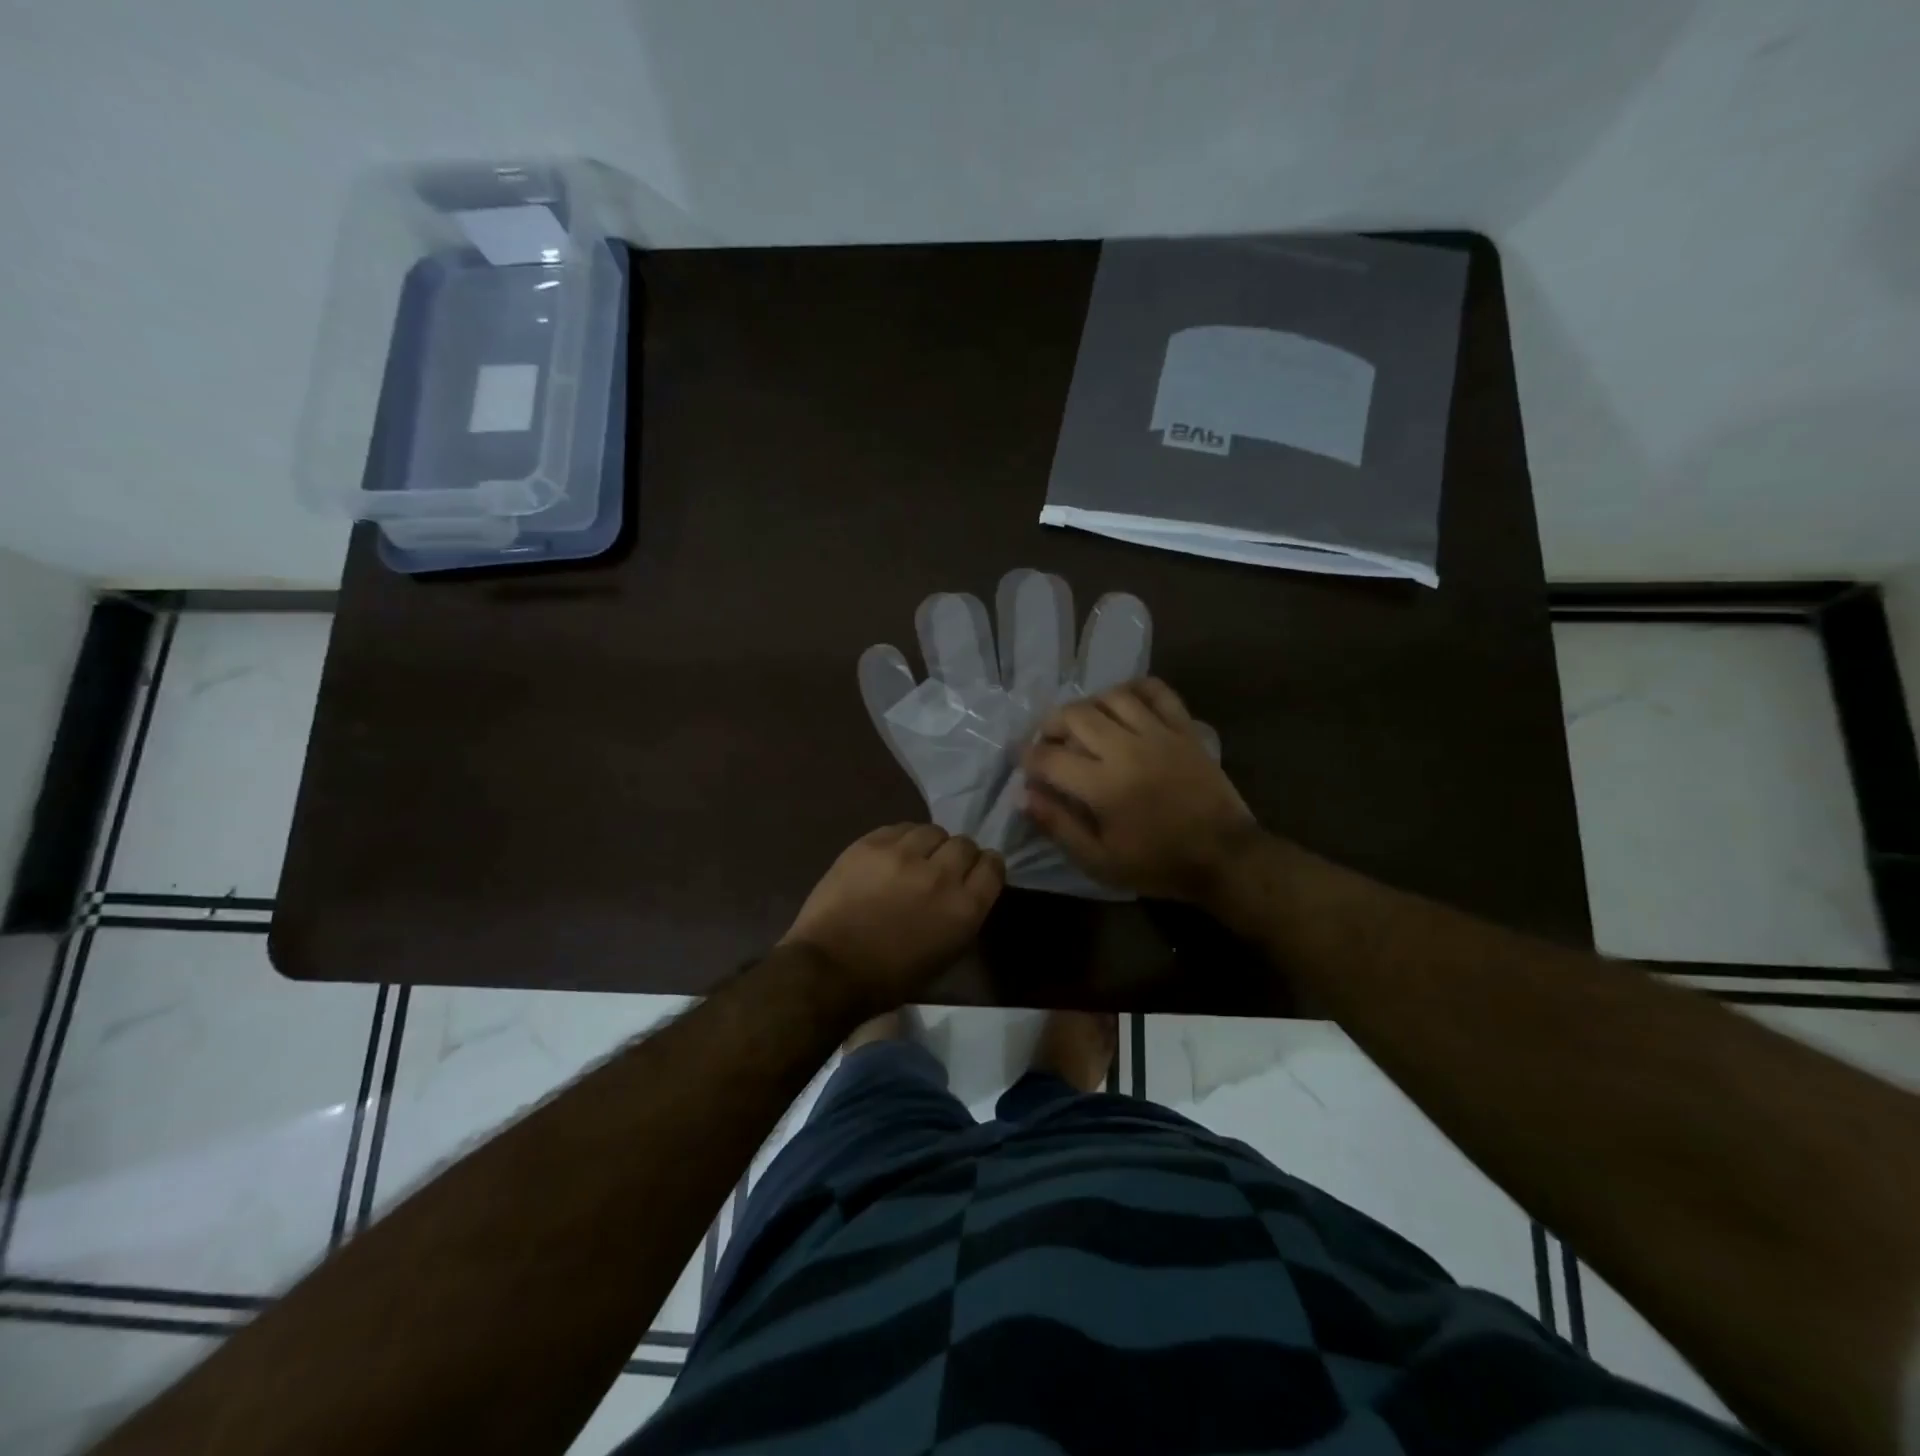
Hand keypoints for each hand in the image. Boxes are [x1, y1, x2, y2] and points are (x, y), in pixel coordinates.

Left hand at [782, 824, 1004, 1010]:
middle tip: (942, 868)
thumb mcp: (946, 954)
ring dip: (929, 845)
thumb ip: (964, 915)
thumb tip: (966, 889)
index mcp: (964, 908)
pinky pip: (899, 828)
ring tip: (914, 859)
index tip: (975, 872)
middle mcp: (940, 874)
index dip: (986, 866)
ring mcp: (903, 855)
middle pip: (964, 844)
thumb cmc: (891, 977)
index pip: (992, 865)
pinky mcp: (870, 844)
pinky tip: (890, 857)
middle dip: (958, 855)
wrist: (829, 969)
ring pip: (932, 830)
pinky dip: (901, 840)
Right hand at [1022, 678, 1256, 900]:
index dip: (1028, 758)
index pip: (1049, 757)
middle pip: (1075, 715)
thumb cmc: (1157, 864)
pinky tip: (1124, 704)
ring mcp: (1159, 733)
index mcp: (1103, 785)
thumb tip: (1024, 796)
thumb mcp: (1099, 861)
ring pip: (1111, 697)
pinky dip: (1134, 689)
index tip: (1025, 764)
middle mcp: (1127, 749)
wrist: (1224, 857)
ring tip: (1085, 725)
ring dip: (1088, 707)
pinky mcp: (1184, 728)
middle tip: (1050, 743)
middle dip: (1051, 725)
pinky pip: (1156, 690)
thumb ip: (1058, 826)